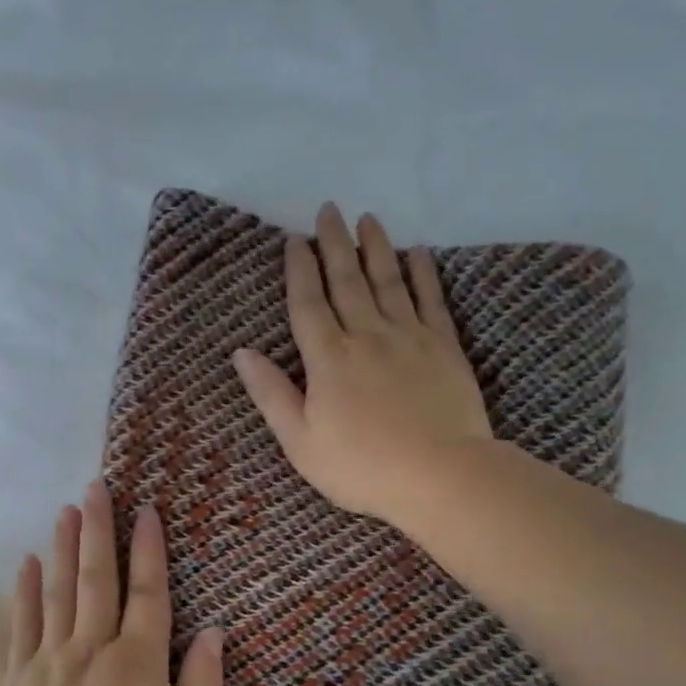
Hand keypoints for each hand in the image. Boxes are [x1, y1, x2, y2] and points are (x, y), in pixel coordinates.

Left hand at [0, 481, 224, 685]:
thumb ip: (203, 684)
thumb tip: (213, 631)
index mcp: (138, 663)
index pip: (147, 593)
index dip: (149, 550)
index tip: (147, 511)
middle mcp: (92, 649)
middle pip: (97, 579)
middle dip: (100, 530)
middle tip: (96, 488)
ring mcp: (49, 661)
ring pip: (59, 592)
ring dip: (65, 547)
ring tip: (67, 510)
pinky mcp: (17, 680)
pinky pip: (20, 625)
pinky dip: (25, 591)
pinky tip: (28, 562)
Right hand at [232, 203, 491, 526]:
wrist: (440, 476)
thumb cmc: (360, 467)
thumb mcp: (300, 441)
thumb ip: (272, 395)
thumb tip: (242, 353)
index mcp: (328, 360)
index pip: (308, 304)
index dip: (299, 271)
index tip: (294, 240)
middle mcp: (366, 336)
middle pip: (347, 282)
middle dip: (334, 244)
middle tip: (329, 210)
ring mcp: (409, 338)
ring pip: (388, 281)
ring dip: (376, 248)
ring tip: (368, 219)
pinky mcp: (444, 347)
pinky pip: (430, 300)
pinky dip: (423, 274)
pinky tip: (418, 253)